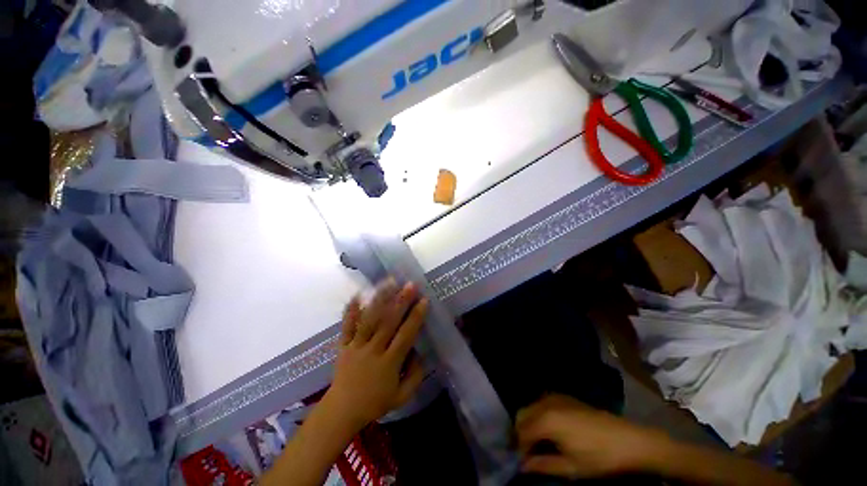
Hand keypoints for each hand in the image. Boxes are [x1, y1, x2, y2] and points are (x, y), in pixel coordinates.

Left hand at [323, 278, 428, 429]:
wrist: (341, 411)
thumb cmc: (375, 403)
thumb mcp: (402, 397)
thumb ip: (416, 375)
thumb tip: (421, 352)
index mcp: (389, 363)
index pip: (405, 335)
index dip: (416, 317)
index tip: (424, 300)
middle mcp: (373, 350)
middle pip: (388, 322)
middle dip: (401, 301)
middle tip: (410, 285)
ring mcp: (356, 346)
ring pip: (369, 319)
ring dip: (380, 300)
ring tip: (389, 283)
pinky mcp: (343, 345)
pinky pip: (347, 326)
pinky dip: (351, 310)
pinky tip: (358, 294)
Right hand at [516, 394, 665, 478]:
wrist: (630, 440)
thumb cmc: (600, 457)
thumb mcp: (571, 467)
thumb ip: (543, 465)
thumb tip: (522, 466)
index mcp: (547, 420)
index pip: (522, 432)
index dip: (520, 448)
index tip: (524, 462)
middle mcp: (546, 403)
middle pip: (523, 414)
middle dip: (522, 432)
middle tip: (529, 452)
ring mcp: (556, 397)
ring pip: (531, 407)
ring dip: (530, 423)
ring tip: (539, 443)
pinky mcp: (565, 397)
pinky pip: (543, 402)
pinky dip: (539, 414)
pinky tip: (551, 430)